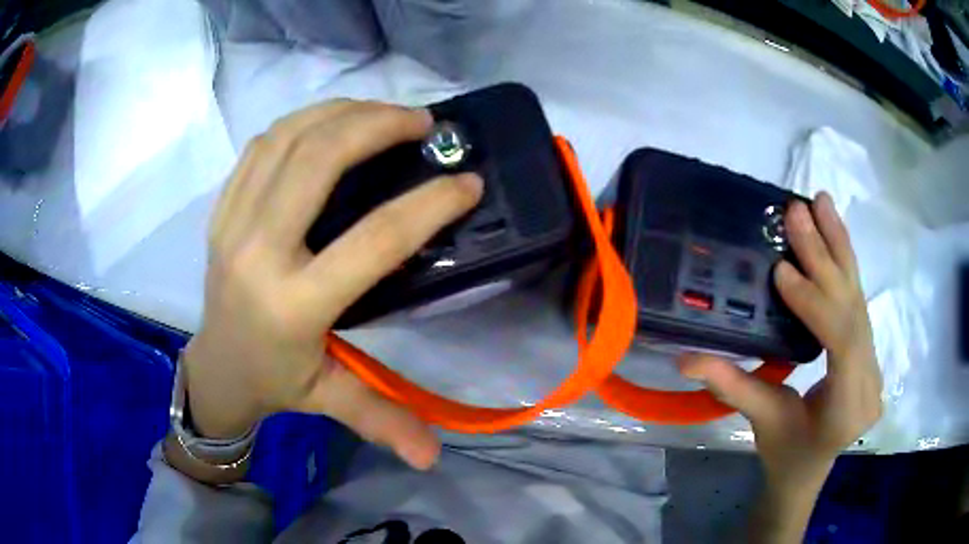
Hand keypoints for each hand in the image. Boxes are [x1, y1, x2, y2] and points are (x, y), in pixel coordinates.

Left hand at [182, 100, 482, 469]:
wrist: (214, 366)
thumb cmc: (275, 381)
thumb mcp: (329, 400)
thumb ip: (382, 421)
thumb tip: (434, 459)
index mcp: (294, 305)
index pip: (373, 240)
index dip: (429, 204)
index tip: (468, 182)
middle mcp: (259, 252)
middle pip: (320, 162)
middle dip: (378, 126)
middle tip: (422, 122)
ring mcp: (233, 222)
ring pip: (288, 140)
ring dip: (342, 113)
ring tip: (383, 111)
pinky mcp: (222, 208)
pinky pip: (262, 145)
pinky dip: (303, 122)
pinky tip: (331, 123)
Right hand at [678, 192, 881, 483]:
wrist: (811, 469)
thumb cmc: (786, 453)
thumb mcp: (761, 423)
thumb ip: (732, 387)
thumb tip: (684, 359)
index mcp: (848, 406)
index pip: (841, 342)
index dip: (816, 303)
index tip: (783, 271)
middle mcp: (870, 378)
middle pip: (853, 308)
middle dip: (826, 257)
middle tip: (798, 212)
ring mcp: (874, 359)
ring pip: (859, 296)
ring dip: (839, 246)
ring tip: (820, 203)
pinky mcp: (869, 347)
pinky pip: (857, 299)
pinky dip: (845, 262)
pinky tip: (834, 232)